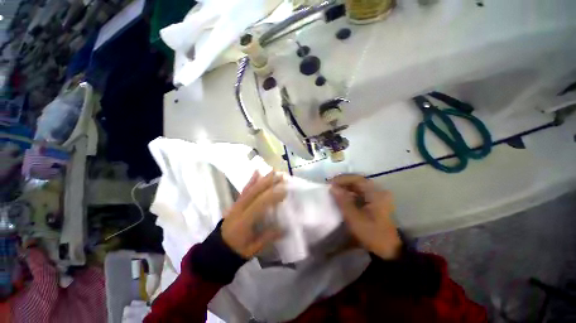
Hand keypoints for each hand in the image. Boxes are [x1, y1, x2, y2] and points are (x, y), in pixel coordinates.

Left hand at [221, 171, 285, 257]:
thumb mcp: (253, 249)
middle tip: (282, 176)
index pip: (259, 204)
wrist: (218, 249)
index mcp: (244, 221)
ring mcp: (237, 204)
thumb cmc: (237, 250)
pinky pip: (244, 189)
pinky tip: (257, 172)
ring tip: (274, 171)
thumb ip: (268, 237)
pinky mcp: (236, 202)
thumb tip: (285, 229)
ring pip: (251, 188)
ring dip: (263, 179)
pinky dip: (251, 180)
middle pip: (255, 192)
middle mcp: (240, 208)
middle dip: (269, 182)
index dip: (272, 196)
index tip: (285, 190)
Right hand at [330, 175, 401, 259]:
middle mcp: (377, 192)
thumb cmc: (372, 234)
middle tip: (330, 186)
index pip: (356, 179)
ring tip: (334, 190)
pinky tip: (342, 197)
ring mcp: (376, 197)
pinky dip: (350, 193)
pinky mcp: (374, 203)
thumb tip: (332, 187)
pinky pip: (360, 194)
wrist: (389, 250)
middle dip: (343, 182)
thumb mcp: (355, 218)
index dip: (342, 179)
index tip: (330, 183)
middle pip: (357, 182)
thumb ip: (343, 201)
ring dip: (346, 187)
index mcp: (375, 194)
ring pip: (358, 187)